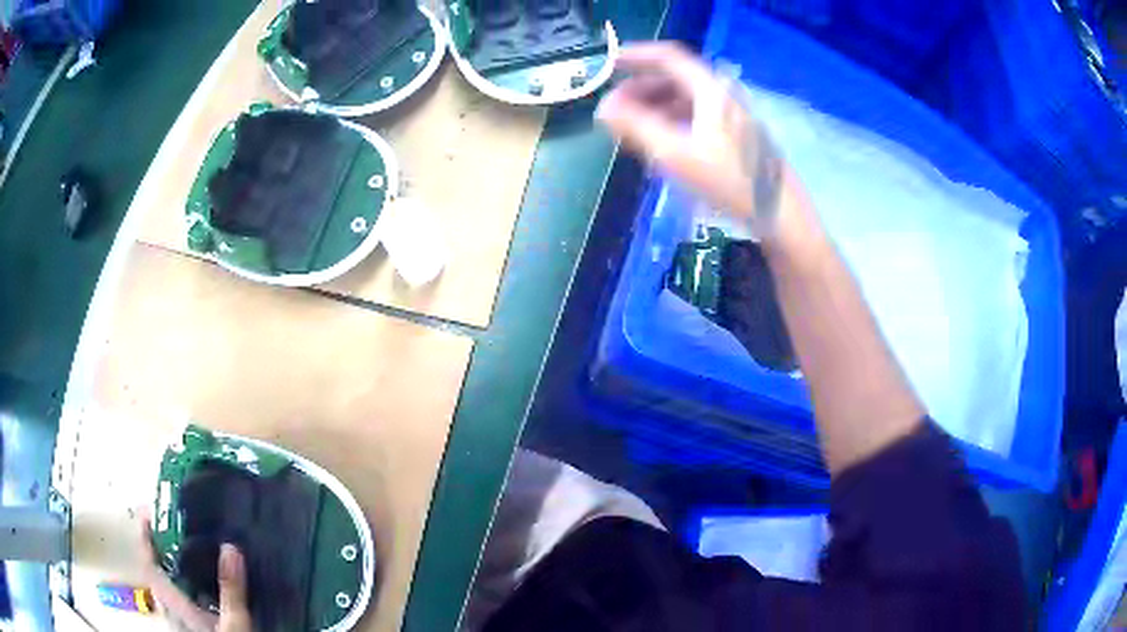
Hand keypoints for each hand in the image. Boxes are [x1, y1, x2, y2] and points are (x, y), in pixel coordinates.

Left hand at [139, 517, 251, 631]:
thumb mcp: (235, 625)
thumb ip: (231, 590)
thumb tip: (230, 547)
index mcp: (175, 606)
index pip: (149, 566)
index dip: (144, 537)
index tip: (148, 511)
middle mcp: (172, 612)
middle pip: (157, 574)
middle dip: (161, 548)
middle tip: (176, 528)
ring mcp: (180, 622)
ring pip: (168, 588)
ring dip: (173, 566)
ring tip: (190, 550)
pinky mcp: (191, 629)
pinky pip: (181, 600)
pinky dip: (186, 585)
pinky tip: (204, 586)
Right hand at [597, 42, 787, 237]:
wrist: (779, 214)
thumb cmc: (729, 182)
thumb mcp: (675, 154)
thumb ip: (636, 127)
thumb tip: (604, 108)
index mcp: (710, 90)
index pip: (668, 58)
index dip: (635, 56)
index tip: (608, 64)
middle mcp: (722, 96)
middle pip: (675, 79)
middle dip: (641, 88)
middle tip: (615, 107)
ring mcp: (731, 116)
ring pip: (685, 100)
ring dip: (654, 107)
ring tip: (632, 128)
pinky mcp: (736, 137)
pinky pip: (696, 117)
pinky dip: (672, 122)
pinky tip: (661, 143)